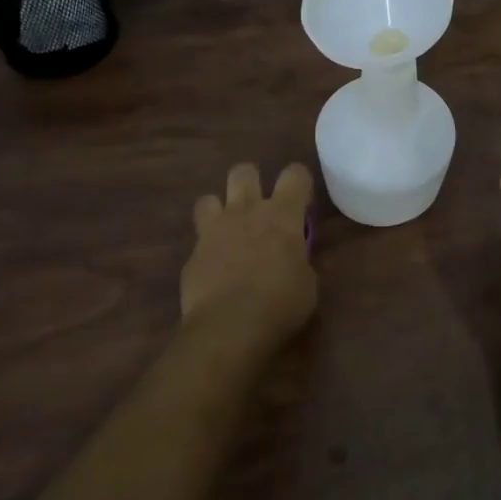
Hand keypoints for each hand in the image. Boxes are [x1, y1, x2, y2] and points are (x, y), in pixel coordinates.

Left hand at [183, 162, 316, 349]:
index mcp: (282, 214)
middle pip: (243, 172)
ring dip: (219, 210)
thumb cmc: (280, 303)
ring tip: (228, 230)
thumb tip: (295, 261)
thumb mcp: (307, 284)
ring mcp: (215, 230)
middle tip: (259, 206)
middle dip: (251, 182)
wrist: (229, 327)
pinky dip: (207, 249)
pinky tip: (214, 269)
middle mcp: (247, 211)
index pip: (294, 174)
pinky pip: (198, 239)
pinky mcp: (192, 254)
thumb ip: (300, 263)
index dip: (299, 182)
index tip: (301, 202)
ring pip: (208, 198)